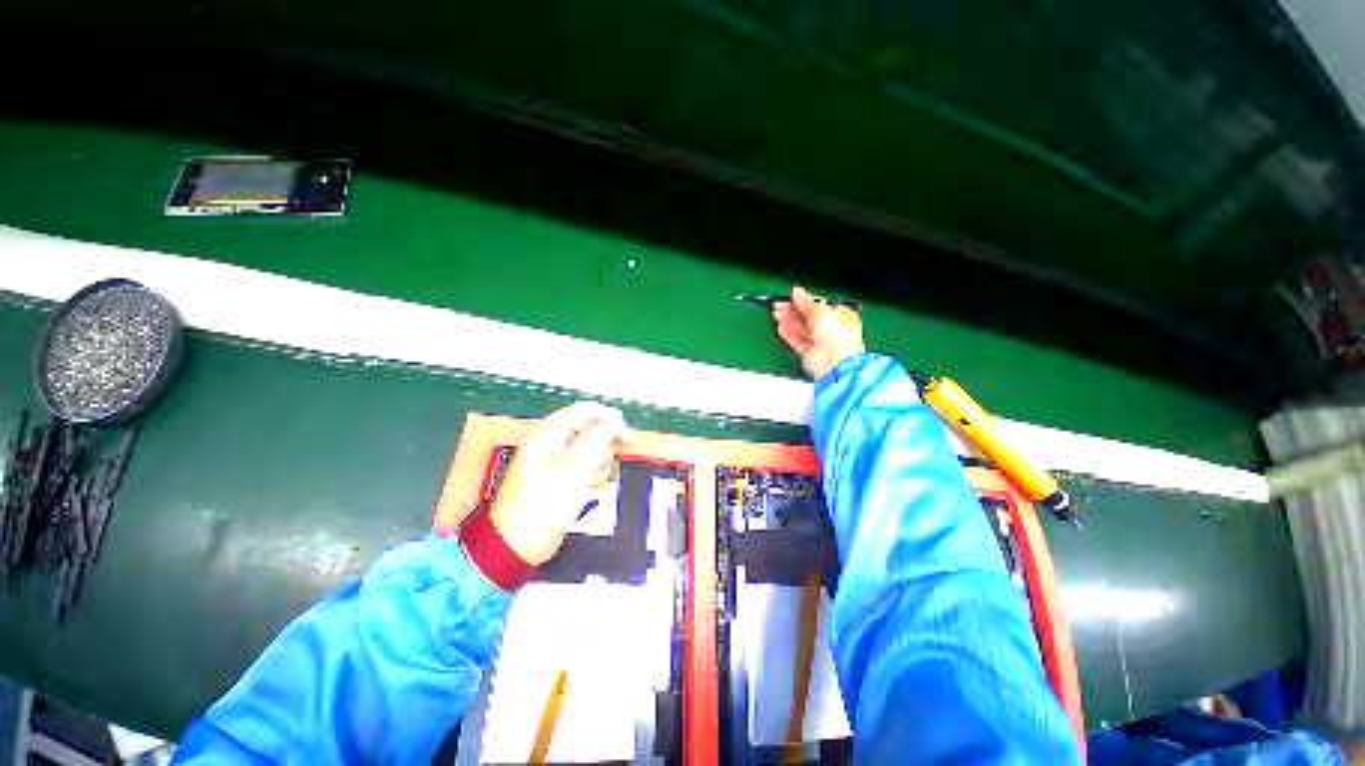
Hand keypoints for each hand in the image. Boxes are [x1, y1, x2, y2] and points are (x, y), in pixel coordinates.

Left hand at [490, 402, 629, 564]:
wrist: (519, 544)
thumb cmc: (545, 502)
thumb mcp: (576, 464)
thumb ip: (598, 437)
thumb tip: (614, 420)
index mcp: (550, 432)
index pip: (587, 410)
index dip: (610, 419)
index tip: (626, 437)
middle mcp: (552, 443)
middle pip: (591, 432)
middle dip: (601, 449)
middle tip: (597, 467)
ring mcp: (555, 463)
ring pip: (591, 453)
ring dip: (596, 467)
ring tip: (587, 484)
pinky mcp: (560, 481)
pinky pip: (584, 471)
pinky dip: (589, 480)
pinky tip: (584, 494)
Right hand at [772, 286, 865, 379]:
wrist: (835, 361)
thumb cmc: (839, 337)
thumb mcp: (820, 311)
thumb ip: (806, 302)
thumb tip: (797, 292)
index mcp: (839, 315)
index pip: (818, 305)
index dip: (804, 301)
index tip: (791, 297)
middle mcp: (831, 329)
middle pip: (807, 317)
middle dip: (792, 311)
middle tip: (779, 305)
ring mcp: (820, 342)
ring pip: (801, 329)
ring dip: (788, 321)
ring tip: (777, 314)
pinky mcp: (811, 353)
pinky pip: (797, 342)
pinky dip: (789, 335)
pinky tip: (781, 329)